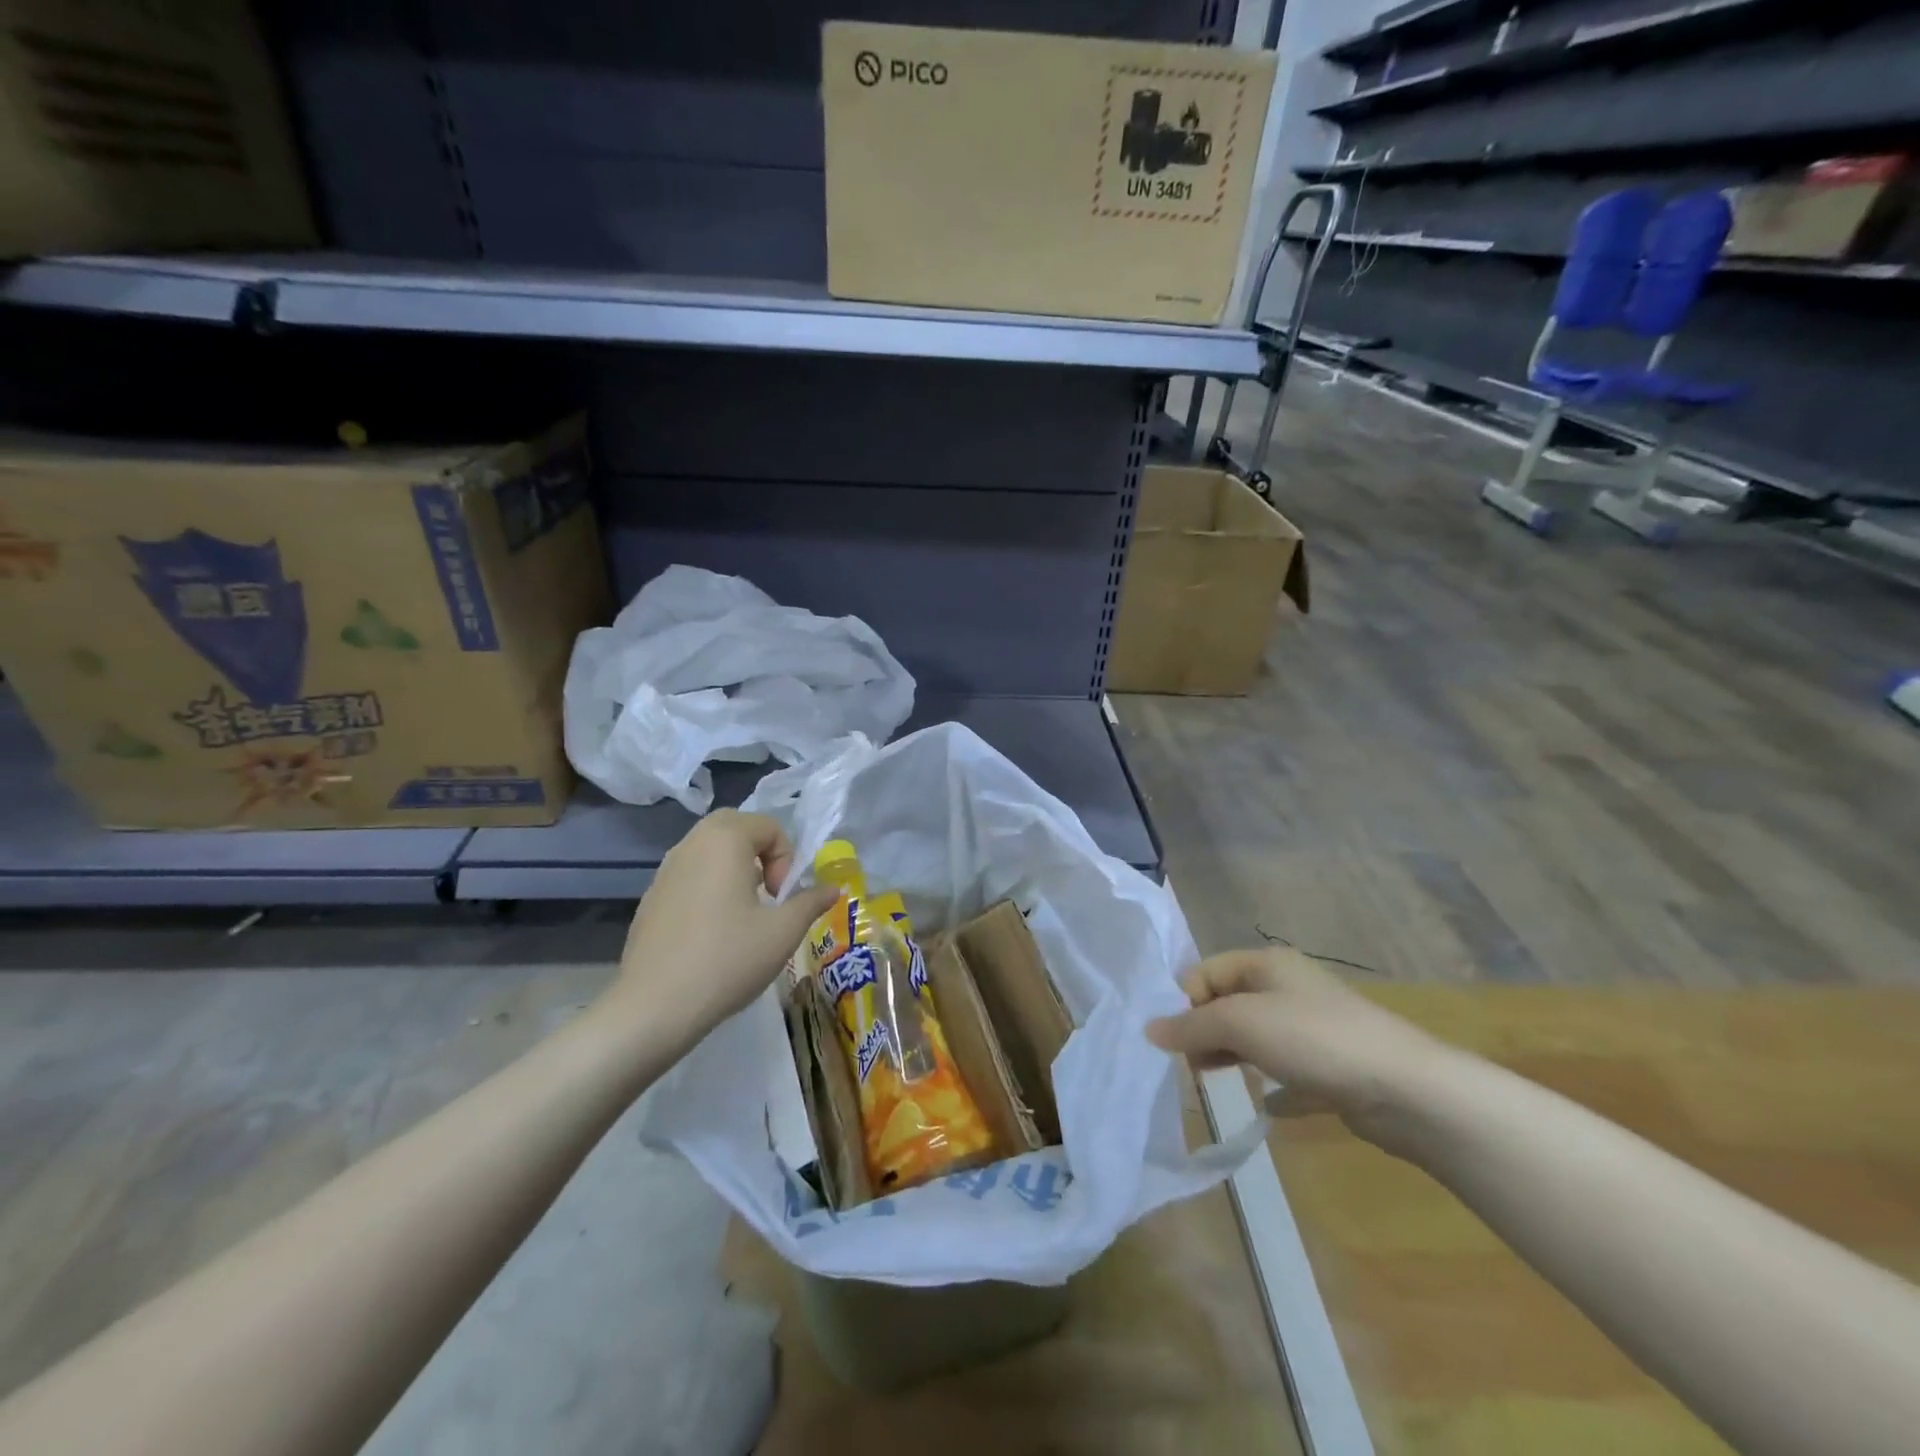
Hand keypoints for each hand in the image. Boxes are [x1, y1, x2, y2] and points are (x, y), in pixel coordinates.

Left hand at [604, 810, 838, 1051]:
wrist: (653, 1007)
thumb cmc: (727, 959)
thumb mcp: (782, 932)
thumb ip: (810, 902)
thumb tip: (832, 888)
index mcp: (724, 841)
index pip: (768, 825)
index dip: (786, 857)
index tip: (783, 897)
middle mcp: (690, 845)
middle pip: (733, 826)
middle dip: (759, 852)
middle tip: (767, 892)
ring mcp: (664, 871)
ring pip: (707, 850)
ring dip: (733, 868)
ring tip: (743, 913)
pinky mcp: (649, 899)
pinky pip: (688, 876)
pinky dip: (708, 887)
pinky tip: (711, 933)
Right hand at [1146, 948, 1450, 1139]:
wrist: (1407, 1090)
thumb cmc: (1315, 1040)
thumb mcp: (1241, 1023)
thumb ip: (1192, 1026)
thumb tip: (1149, 1029)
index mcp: (1266, 964)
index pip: (1206, 972)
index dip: (1184, 1001)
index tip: (1175, 1040)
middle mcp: (1288, 987)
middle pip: (1229, 1003)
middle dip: (1203, 1031)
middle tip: (1189, 1067)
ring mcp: (1313, 1027)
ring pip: (1255, 1036)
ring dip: (1230, 1056)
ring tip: (1212, 1083)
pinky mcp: (1332, 1066)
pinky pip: (1288, 1071)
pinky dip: (1270, 1083)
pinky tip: (1264, 1104)